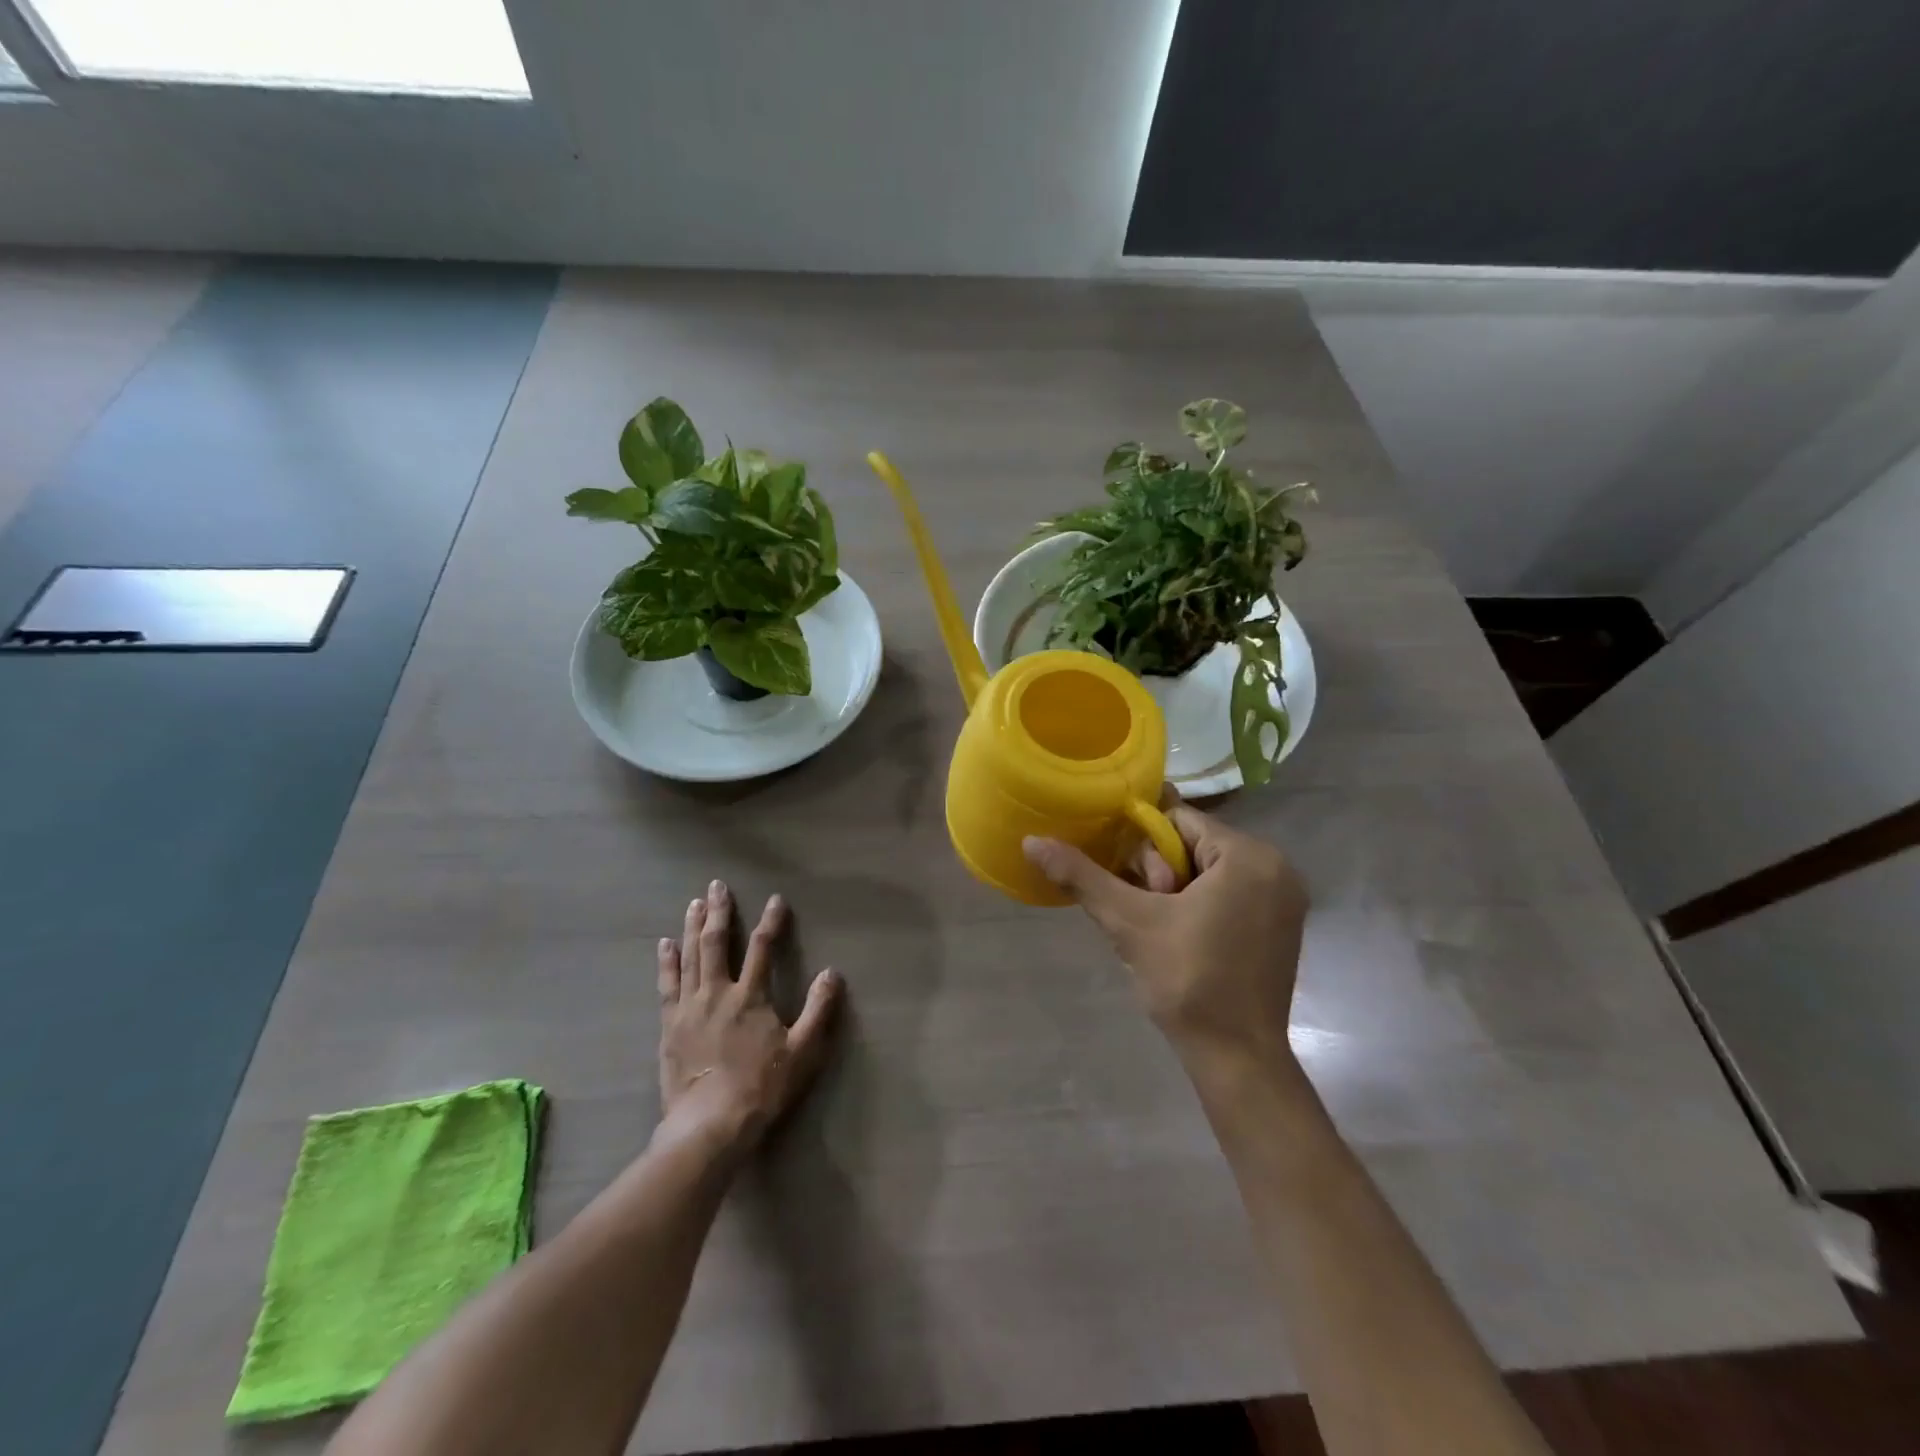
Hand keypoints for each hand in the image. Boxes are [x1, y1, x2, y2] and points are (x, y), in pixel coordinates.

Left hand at [655, 880, 841, 1157]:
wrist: (709, 1125)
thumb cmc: (760, 1088)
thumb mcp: (802, 1051)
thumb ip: (819, 1010)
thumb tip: (832, 973)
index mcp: (750, 996)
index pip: (763, 947)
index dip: (771, 922)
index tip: (776, 900)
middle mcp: (717, 992)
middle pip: (717, 943)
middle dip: (719, 912)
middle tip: (717, 886)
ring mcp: (689, 1007)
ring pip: (690, 956)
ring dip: (693, 927)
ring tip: (694, 903)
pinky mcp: (669, 1025)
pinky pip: (667, 984)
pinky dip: (667, 961)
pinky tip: (665, 944)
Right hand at [1023, 797, 1307, 1085]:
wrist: (1238, 1059)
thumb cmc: (1188, 981)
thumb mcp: (1129, 923)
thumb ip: (1082, 876)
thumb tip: (1031, 842)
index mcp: (1249, 856)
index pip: (1178, 820)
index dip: (1145, 850)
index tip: (1136, 888)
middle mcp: (1276, 867)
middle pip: (1194, 844)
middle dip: (1162, 875)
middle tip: (1152, 918)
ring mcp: (1284, 898)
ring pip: (1209, 871)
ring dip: (1177, 892)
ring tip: (1164, 933)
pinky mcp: (1282, 925)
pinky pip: (1229, 893)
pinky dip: (1200, 906)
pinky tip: (1183, 940)